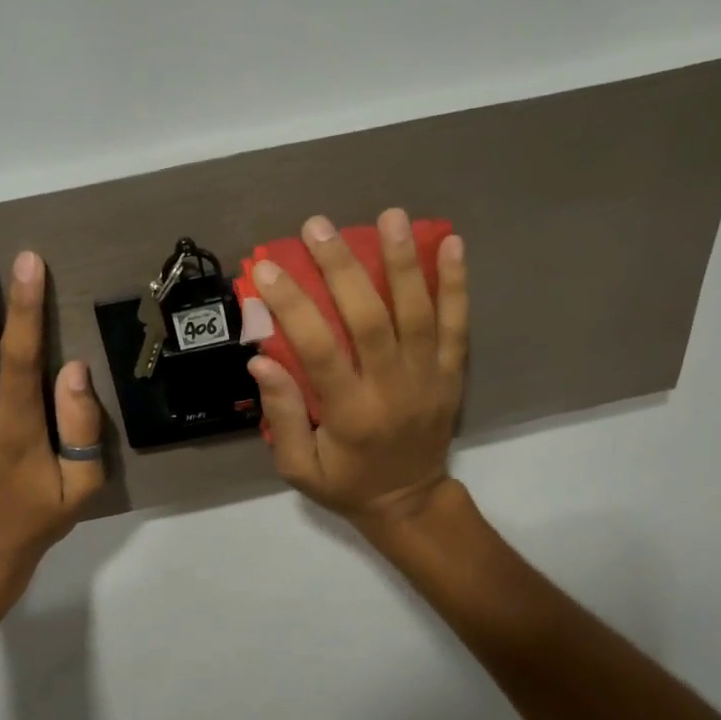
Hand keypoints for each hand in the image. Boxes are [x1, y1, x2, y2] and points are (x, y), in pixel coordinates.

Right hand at [246, 208, 467, 525]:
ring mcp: (430, 379)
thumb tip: (261, 360)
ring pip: (419, 313)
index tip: (267, 269)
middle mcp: (393, 390)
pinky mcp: (453, 375)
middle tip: (318, 226)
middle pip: (370, 319)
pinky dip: (456, 284)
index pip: (318, 350)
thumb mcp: (299, 467)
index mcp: (351, 414)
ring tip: (389, 216)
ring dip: (403, 262)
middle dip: (342, 268)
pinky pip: (458, 325)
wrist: (411, 503)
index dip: (292, 305)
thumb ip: (282, 416)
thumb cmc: (347, 484)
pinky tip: (452, 242)